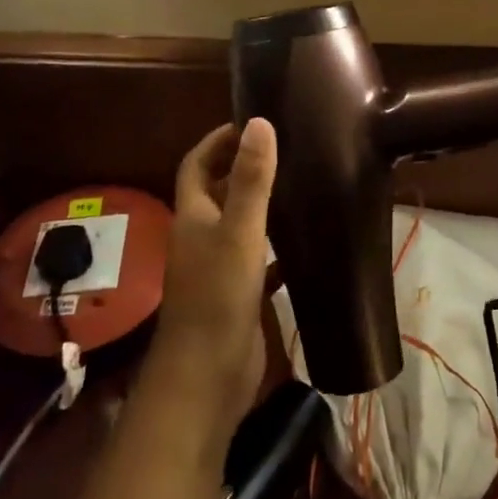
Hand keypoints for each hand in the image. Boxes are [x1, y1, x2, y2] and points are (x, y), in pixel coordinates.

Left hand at [145, 118, 277, 438]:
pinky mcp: (237, 295)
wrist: (207, 376)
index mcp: (193, 216)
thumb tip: (259, 122)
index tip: (249, 122)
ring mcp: (218, 268)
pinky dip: (276, 248)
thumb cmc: (218, 296)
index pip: (197, 165)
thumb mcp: (240, 231)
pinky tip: (304, 244)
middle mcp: (201, 238)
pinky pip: (258, 261)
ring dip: (260, 205)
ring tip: (299, 185)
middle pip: (217, 192)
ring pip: (239, 225)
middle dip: (242, 168)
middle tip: (284, 150)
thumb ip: (251, 179)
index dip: (217, 141)